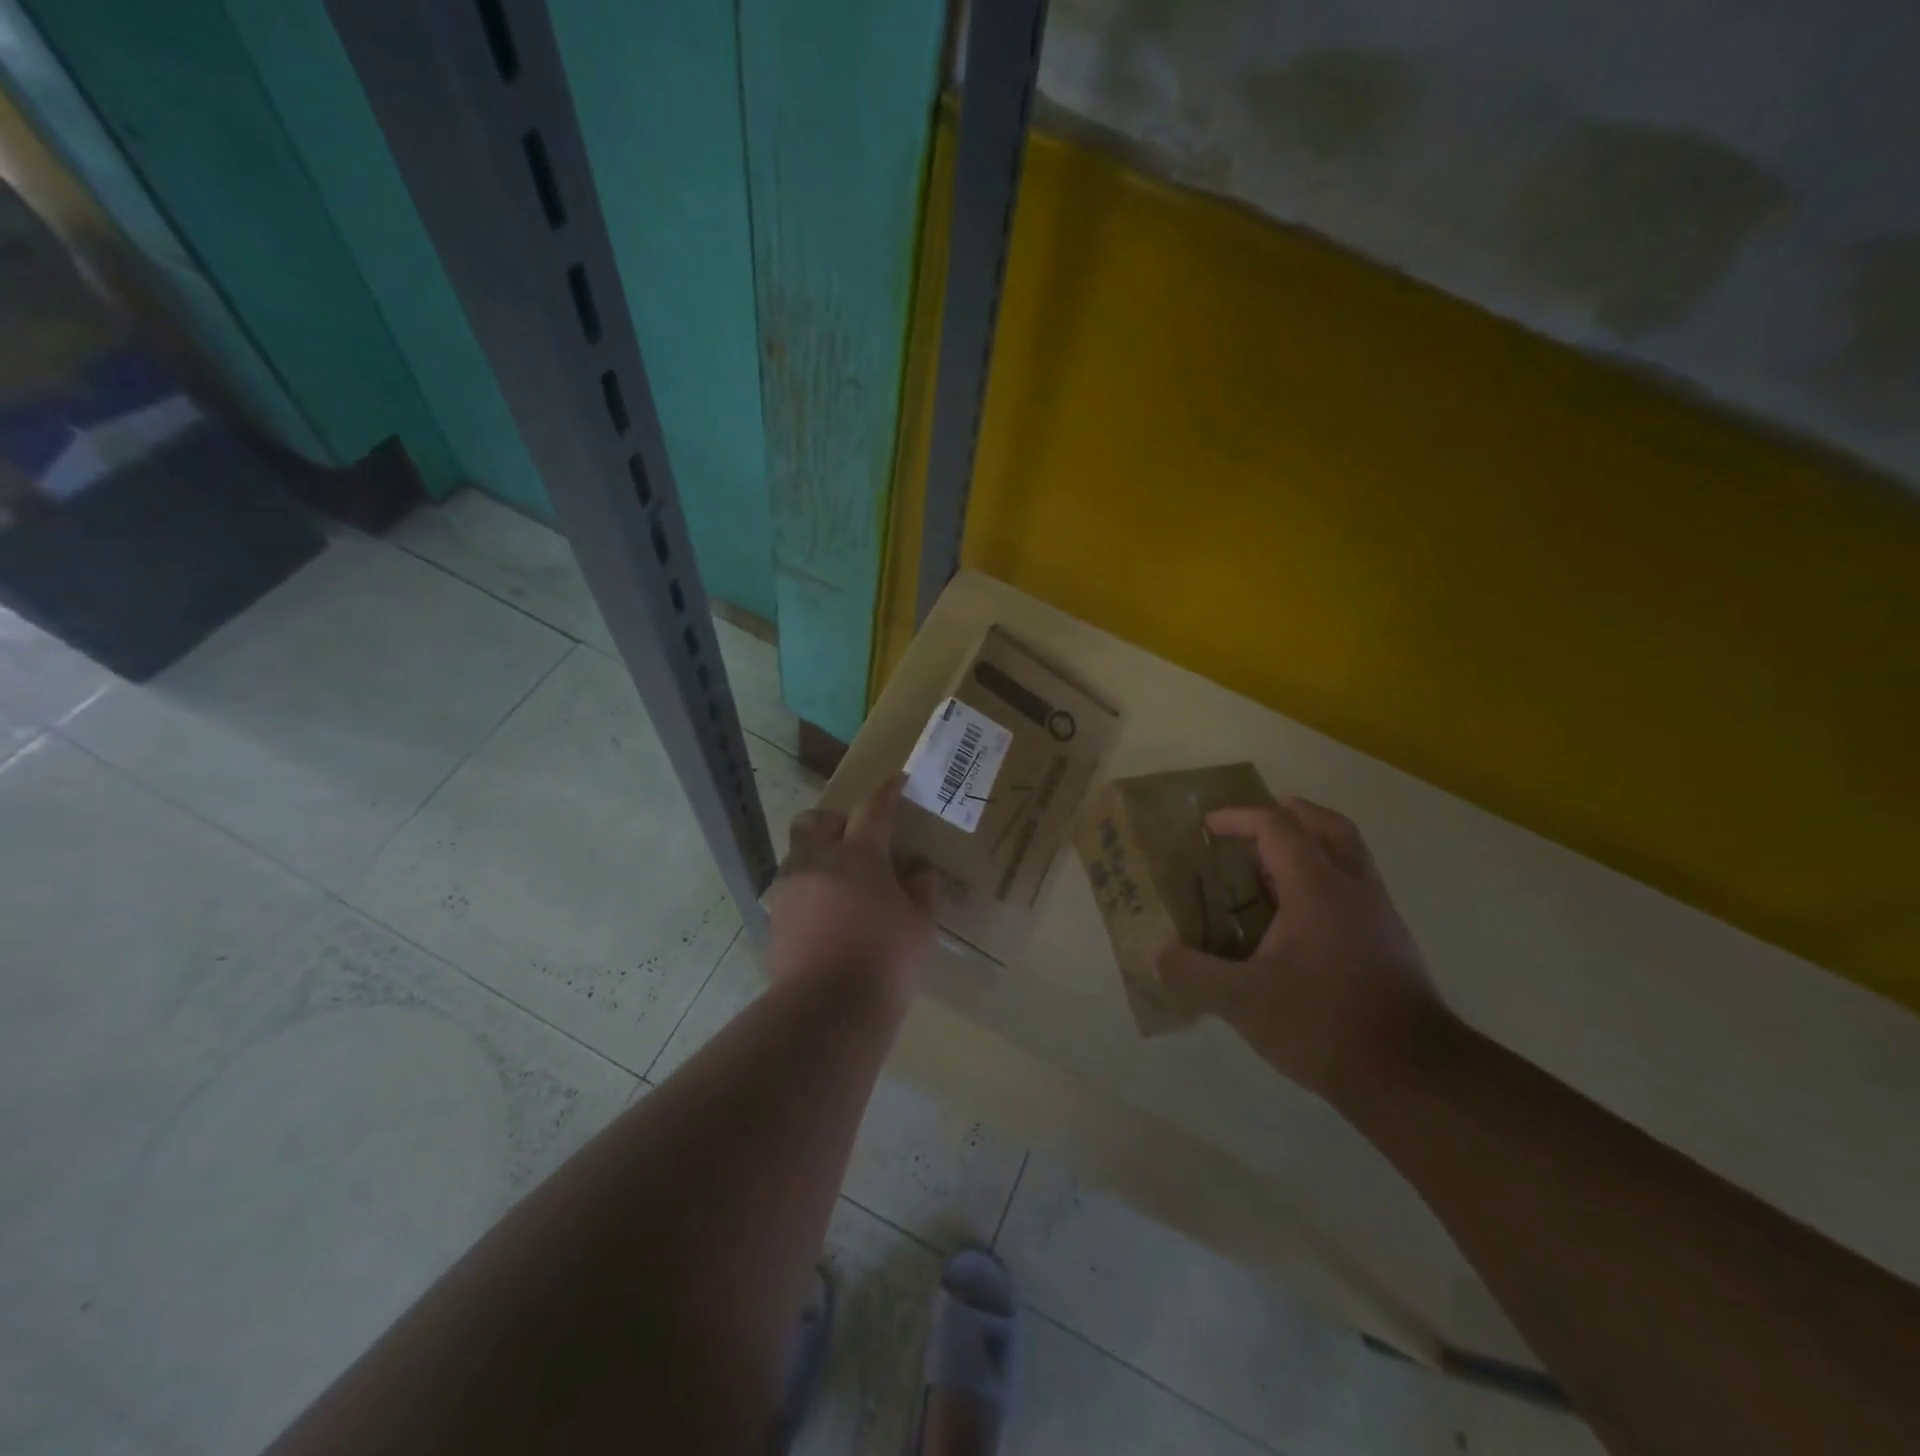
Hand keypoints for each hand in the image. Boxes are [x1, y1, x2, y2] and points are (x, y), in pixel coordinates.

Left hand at [767, 775, 935, 1002]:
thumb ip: (922, 891)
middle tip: (854, 838)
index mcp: (860, 855)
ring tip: (838, 883)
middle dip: (833, 821)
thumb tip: (920, 871)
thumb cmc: (886, 960)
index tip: (896, 781)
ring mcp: (791, 890)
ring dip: (817, 857)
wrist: (828, 1009)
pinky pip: (790, 890)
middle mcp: (819, 862)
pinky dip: (808, 892)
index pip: (874, 808)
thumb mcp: (920, 925)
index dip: (887, 792)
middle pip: (815, 820)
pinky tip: (824, 916)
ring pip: (798, 854)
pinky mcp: (775, 919)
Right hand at [1156, 798, 1448, 1106]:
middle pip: (1326, 824)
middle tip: (1250, 830)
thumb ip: (1194, 973)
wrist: (1414, 1077)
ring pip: (1347, 854)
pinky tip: (1294, 920)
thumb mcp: (1243, 1001)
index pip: (1276, 825)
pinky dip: (1323, 880)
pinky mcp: (1390, 941)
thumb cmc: (1325, 1024)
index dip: (1238, 817)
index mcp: (1317, 887)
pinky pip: (1353, 887)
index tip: (1207, 827)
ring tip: (1266, 871)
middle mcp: (1353, 887)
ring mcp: (1378, 913)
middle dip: (1286, 814)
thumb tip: (1158, 953)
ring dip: (1308, 847)